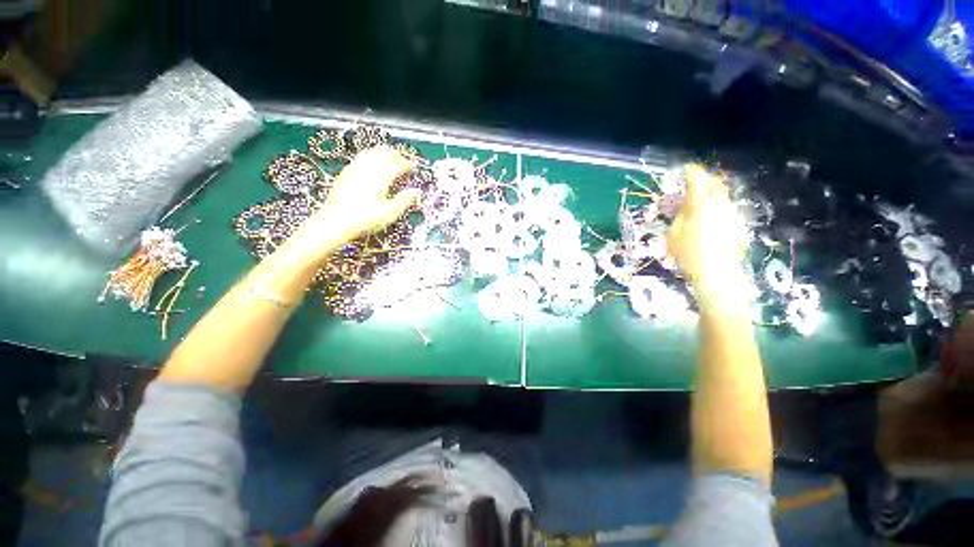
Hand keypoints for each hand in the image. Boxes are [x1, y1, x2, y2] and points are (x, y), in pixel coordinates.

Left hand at [288, 147, 420, 260]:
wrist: (335, 222)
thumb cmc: (365, 220)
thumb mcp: (390, 214)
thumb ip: (404, 201)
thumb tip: (417, 191)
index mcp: (380, 179)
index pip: (397, 165)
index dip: (406, 164)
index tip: (413, 166)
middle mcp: (368, 170)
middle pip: (384, 155)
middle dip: (395, 155)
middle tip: (403, 159)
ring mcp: (355, 170)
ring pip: (371, 153)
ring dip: (382, 152)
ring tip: (389, 155)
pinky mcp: (346, 173)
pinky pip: (360, 158)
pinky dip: (370, 155)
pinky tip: (370, 160)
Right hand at [666, 164, 748, 298]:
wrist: (717, 275)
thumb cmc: (688, 254)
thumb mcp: (673, 235)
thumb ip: (678, 217)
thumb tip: (683, 208)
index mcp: (701, 205)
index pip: (697, 180)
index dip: (691, 172)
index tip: (686, 168)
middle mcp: (720, 205)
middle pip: (716, 185)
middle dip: (705, 181)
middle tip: (694, 184)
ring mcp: (733, 215)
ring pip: (722, 197)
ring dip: (711, 196)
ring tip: (699, 204)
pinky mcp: (739, 226)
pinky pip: (727, 211)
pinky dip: (717, 210)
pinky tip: (709, 221)